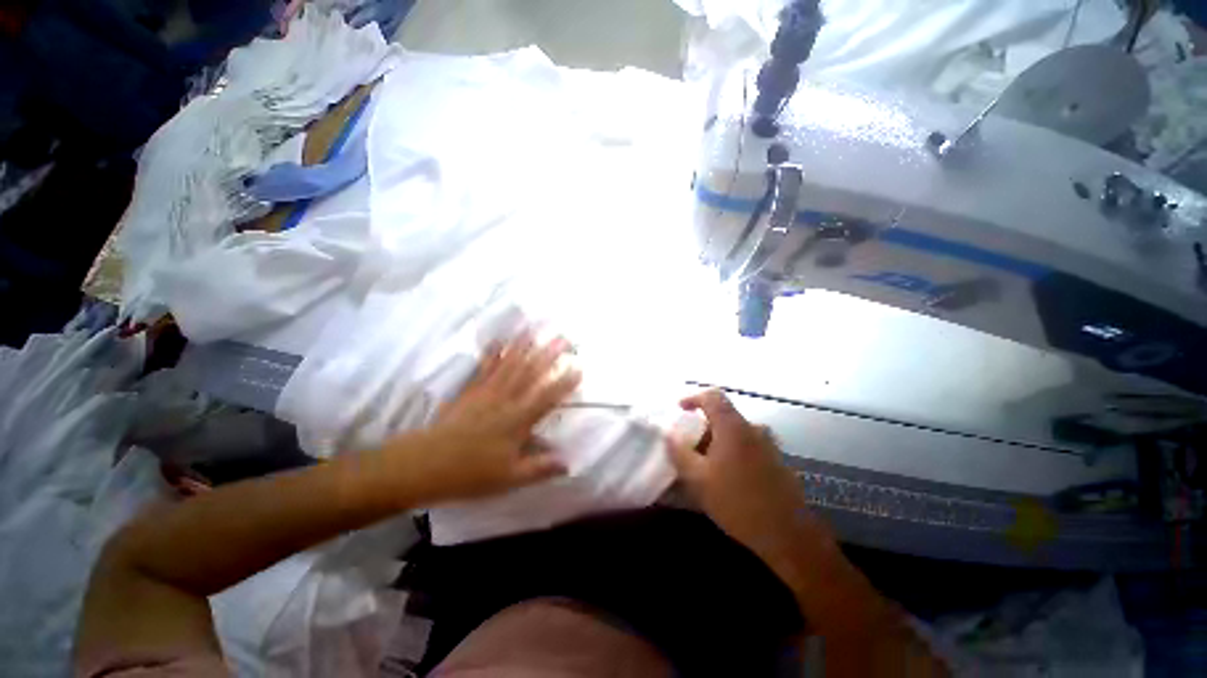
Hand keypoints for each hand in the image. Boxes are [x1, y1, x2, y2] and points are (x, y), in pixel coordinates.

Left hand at [396, 333, 580, 504]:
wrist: (424, 465)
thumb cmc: (471, 474)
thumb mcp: (510, 478)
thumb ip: (540, 468)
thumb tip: (569, 463)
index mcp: (518, 420)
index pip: (548, 397)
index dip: (565, 383)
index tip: (579, 368)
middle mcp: (505, 400)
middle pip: (531, 373)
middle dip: (548, 354)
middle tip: (562, 338)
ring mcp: (486, 392)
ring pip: (509, 365)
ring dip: (523, 346)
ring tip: (534, 329)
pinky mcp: (470, 391)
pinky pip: (484, 368)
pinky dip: (493, 352)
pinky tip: (498, 341)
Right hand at [666, 389, 813, 562]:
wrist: (788, 534)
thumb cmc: (738, 502)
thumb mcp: (698, 480)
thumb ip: (680, 453)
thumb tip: (669, 434)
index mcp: (733, 427)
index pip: (712, 396)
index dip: (693, 398)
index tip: (680, 409)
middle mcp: (753, 428)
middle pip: (723, 416)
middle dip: (702, 428)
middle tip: (690, 449)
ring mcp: (768, 444)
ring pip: (735, 433)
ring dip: (717, 443)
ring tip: (706, 467)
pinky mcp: (776, 460)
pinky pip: (747, 446)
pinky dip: (732, 452)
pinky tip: (727, 478)